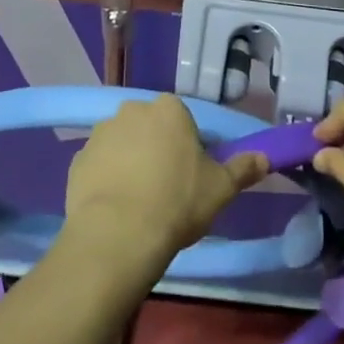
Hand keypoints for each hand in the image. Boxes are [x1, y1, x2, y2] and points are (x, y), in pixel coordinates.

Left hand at [63, 95, 267, 276]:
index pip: (182, 120)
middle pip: (151, 128)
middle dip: (156, 149)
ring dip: (129, 162)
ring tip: (137, 203)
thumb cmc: (176, 203)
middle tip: (165, 189)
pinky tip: (115, 208)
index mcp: (169, 109)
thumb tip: (265, 156)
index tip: (190, 176)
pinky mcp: (78, 159)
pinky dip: (106, 179)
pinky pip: (99, 165)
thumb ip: (243, 168)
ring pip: (123, 144)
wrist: (118, 235)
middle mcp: (133, 109)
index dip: (188, 147)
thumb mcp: (220, 189)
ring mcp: (102, 132)